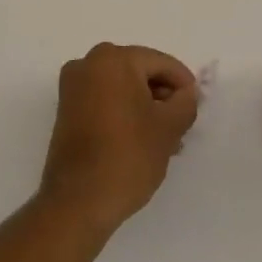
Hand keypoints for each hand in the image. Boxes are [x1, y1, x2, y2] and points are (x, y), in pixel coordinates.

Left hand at [40, 43, 198, 234]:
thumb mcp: (169, 128)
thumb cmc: (127, 157)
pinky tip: (141, 140)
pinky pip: (104, 100)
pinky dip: (124, 113)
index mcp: (113, 59)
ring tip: (164, 139)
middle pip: (139, 72)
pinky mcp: (66, 110)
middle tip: (181, 126)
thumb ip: (186, 102)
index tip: (195, 108)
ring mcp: (73, 87)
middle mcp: (88, 63)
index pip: (160, 63)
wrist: (77, 202)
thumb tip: (187, 93)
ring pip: (122, 88)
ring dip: (144, 107)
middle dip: (163, 97)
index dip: (183, 84)